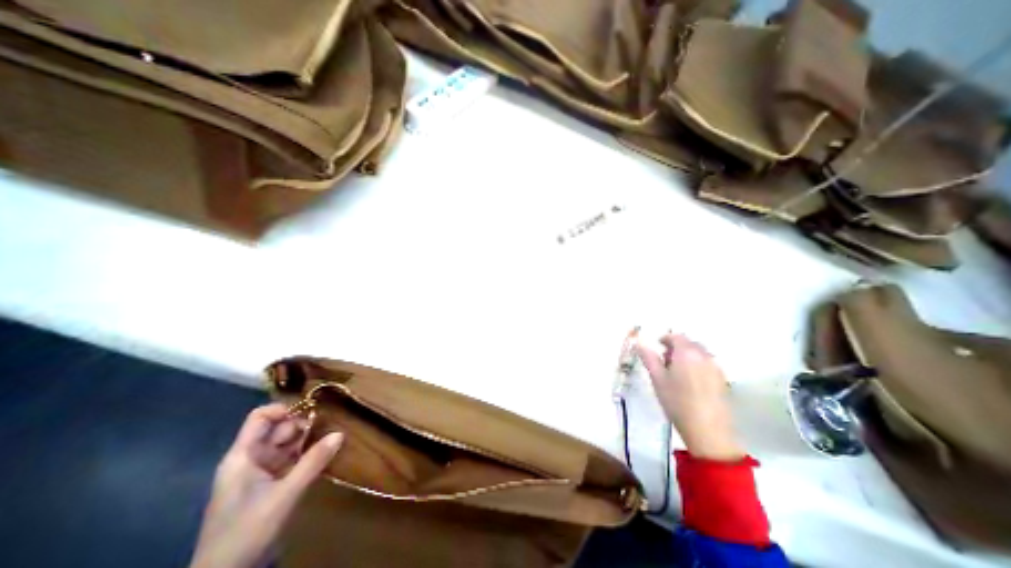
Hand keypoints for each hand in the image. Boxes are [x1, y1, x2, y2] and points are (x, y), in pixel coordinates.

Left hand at [189, 403, 344, 567]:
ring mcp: (258, 472)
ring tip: (331, 439)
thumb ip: (313, 462)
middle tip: (329, 427)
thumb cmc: (246, 531)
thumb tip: (340, 433)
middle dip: (303, 425)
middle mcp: (249, 459)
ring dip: (307, 440)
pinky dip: (304, 455)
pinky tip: (322, 456)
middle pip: (277, 429)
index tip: (312, 412)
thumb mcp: (285, 494)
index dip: (285, 409)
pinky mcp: (267, 484)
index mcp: (243, 456)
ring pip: (285, 444)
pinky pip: (288, 459)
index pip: (260, 417)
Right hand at [640, 332, 739, 461]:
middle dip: (677, 347)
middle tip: (665, 360)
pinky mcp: (723, 381)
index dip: (665, 338)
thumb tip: (639, 343)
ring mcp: (716, 368)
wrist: (709, 432)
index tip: (657, 346)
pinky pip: (707, 364)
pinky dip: (697, 365)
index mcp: (687, 353)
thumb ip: (648, 358)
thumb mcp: (657, 379)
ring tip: (677, 372)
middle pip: (690, 343)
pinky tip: (690, 382)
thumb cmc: (677, 402)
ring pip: (700, 354)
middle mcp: (704, 356)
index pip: (676, 336)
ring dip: (687, 356)